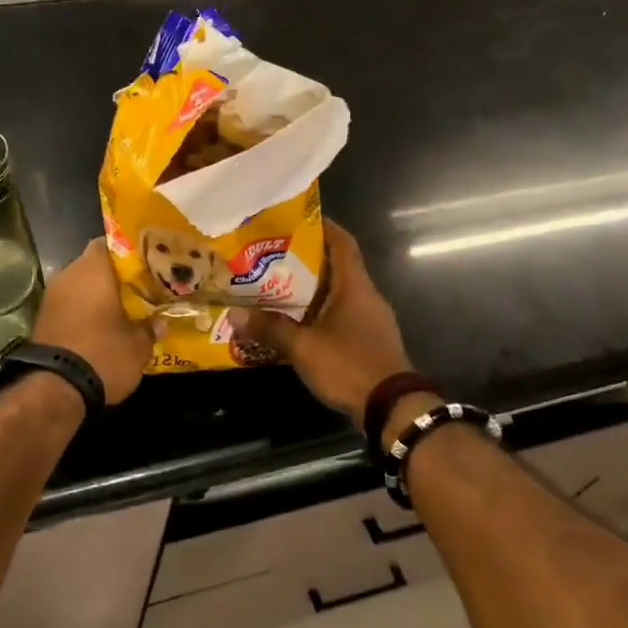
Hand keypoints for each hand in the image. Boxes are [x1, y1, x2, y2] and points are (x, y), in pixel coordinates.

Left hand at [33, 239, 153, 405]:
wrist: (56, 389)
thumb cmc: (103, 353)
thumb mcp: (138, 345)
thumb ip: (150, 328)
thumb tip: (160, 323)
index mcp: (93, 269)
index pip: (108, 243)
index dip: (126, 252)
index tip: (144, 263)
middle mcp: (68, 275)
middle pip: (93, 265)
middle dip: (112, 276)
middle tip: (136, 288)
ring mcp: (51, 297)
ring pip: (79, 286)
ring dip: (96, 296)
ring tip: (121, 309)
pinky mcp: (42, 319)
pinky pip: (68, 306)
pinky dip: (82, 312)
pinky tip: (100, 326)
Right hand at [236, 220, 412, 425]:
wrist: (392, 408)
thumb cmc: (349, 365)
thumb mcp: (303, 347)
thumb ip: (270, 329)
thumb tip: (234, 315)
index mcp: (355, 287)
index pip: (343, 244)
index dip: (324, 227)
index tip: (299, 219)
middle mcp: (367, 296)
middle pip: (339, 267)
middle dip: (308, 260)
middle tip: (274, 256)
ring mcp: (372, 320)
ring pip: (340, 293)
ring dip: (313, 289)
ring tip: (279, 286)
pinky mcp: (370, 341)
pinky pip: (343, 315)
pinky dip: (321, 312)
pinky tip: (298, 321)